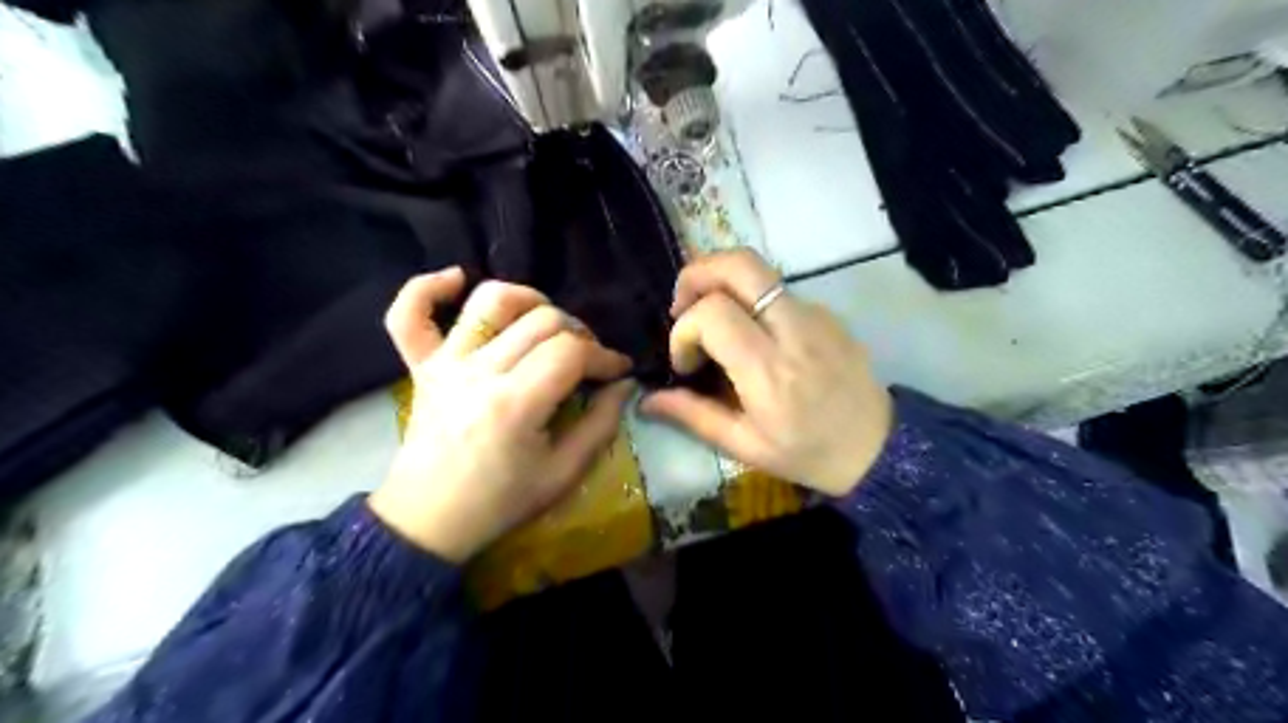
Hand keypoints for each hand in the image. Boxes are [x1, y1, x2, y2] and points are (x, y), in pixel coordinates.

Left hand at [367, 269, 633, 560]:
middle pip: (541, 321)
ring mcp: (445, 364)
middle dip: (579, 333)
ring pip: (489, 302)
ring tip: (546, 321)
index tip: (619, 370)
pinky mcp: (422, 366)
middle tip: (588, 360)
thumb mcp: (563, 474)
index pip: (571, 352)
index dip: (605, 355)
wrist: (428, 520)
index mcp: (515, 404)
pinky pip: (409, 315)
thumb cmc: (500, 502)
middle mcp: (479, 372)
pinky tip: (456, 280)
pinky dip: (427, 288)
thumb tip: (624, 385)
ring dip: (528, 299)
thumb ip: (601, 425)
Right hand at [639, 250, 891, 497]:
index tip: (686, 362)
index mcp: (769, 371)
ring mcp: (815, 314)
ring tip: (710, 317)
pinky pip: (777, 289)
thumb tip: (647, 400)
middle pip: (739, 264)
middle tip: (681, 306)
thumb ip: (693, 415)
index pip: (713, 313)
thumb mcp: (745, 446)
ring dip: (721, 282)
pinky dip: (749, 299)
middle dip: (697, 274)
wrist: (877, 448)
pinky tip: (749, 334)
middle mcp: (793, 330)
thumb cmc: (807, 454)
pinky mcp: (826, 312)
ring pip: (758, 269)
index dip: (684, 330)